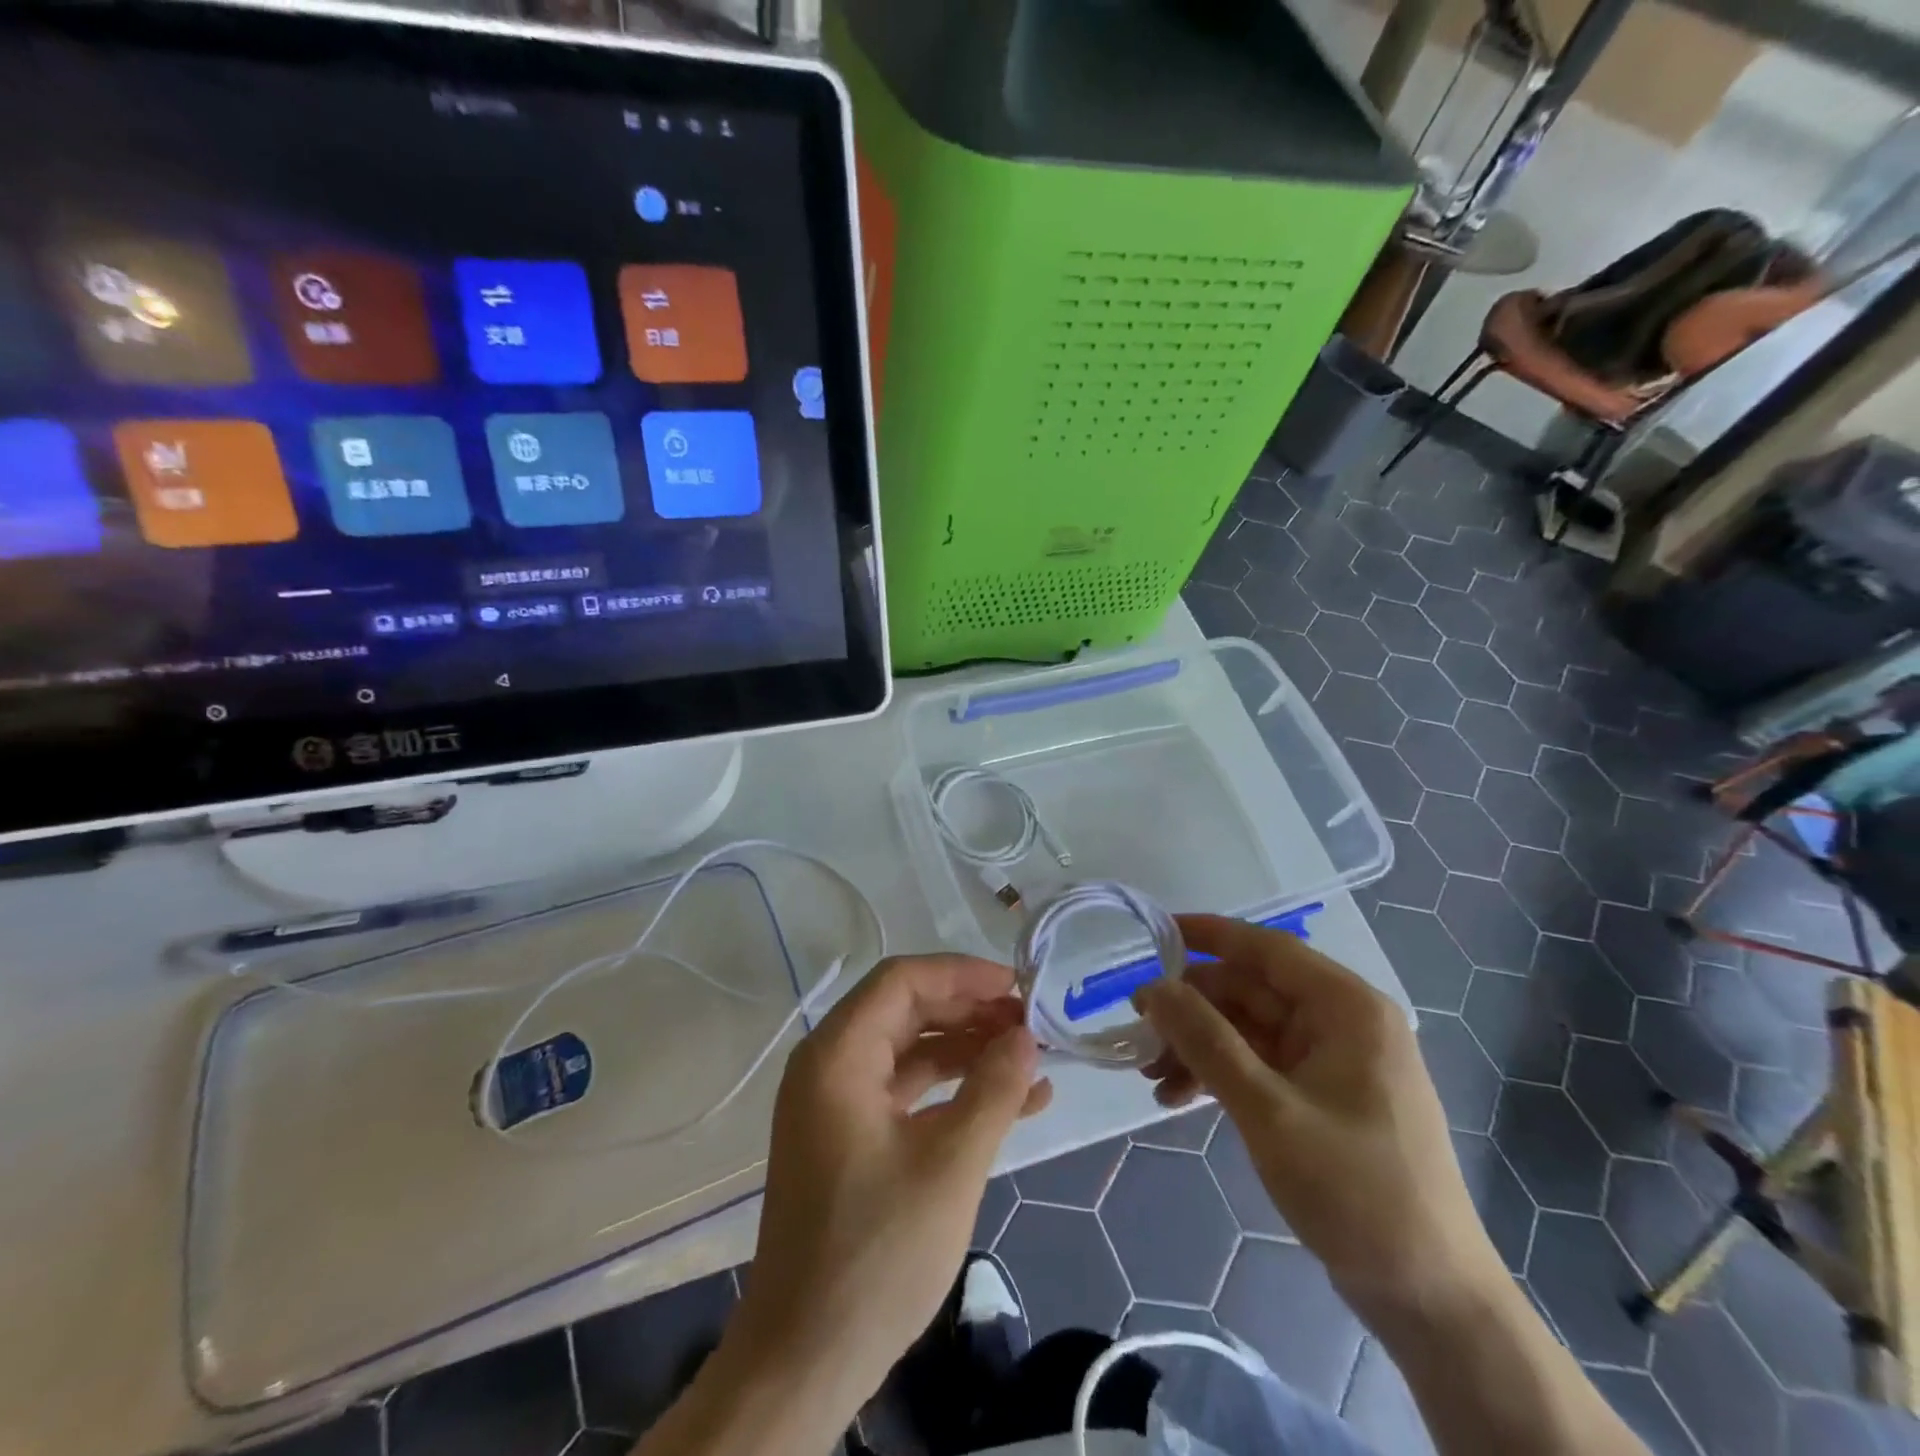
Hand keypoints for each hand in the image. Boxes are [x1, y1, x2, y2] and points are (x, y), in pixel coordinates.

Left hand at [729, 953, 1052, 1421]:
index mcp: (837, 1055)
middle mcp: (830, 1066)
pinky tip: (1010, 1104)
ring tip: (1032, 1061)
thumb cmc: (876, 1252)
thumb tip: (1026, 1037)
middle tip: (1031, 1025)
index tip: (1017, 987)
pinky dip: (953, 1091)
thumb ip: (993, 1089)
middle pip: (907, 1011)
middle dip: (971, 1013)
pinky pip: (906, 1093)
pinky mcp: (850, 1138)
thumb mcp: (950, 1165)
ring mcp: (838, 1104)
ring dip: (969, 1052)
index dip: (962, 975)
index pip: (902, 980)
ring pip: (911, 1051)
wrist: (805, 1359)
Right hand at [1136, 916, 1502, 1319]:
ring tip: (1150, 1076)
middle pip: (1251, 992)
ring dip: (1198, 1046)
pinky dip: (1219, 1075)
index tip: (1154, 933)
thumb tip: (1152, 987)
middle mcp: (1341, 1023)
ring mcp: (1333, 1062)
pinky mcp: (1322, 1098)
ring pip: (1248, 1030)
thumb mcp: (1268, 1111)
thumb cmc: (1356, 1191)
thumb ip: (1206, 1041)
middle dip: (1192, 1009)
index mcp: (1346, 1008)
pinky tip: (1178, 1099)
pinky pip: (1259, 1065)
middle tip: (1137, 1029)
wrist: (1430, 1299)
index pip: (1267, 948)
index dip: (1209, 935)